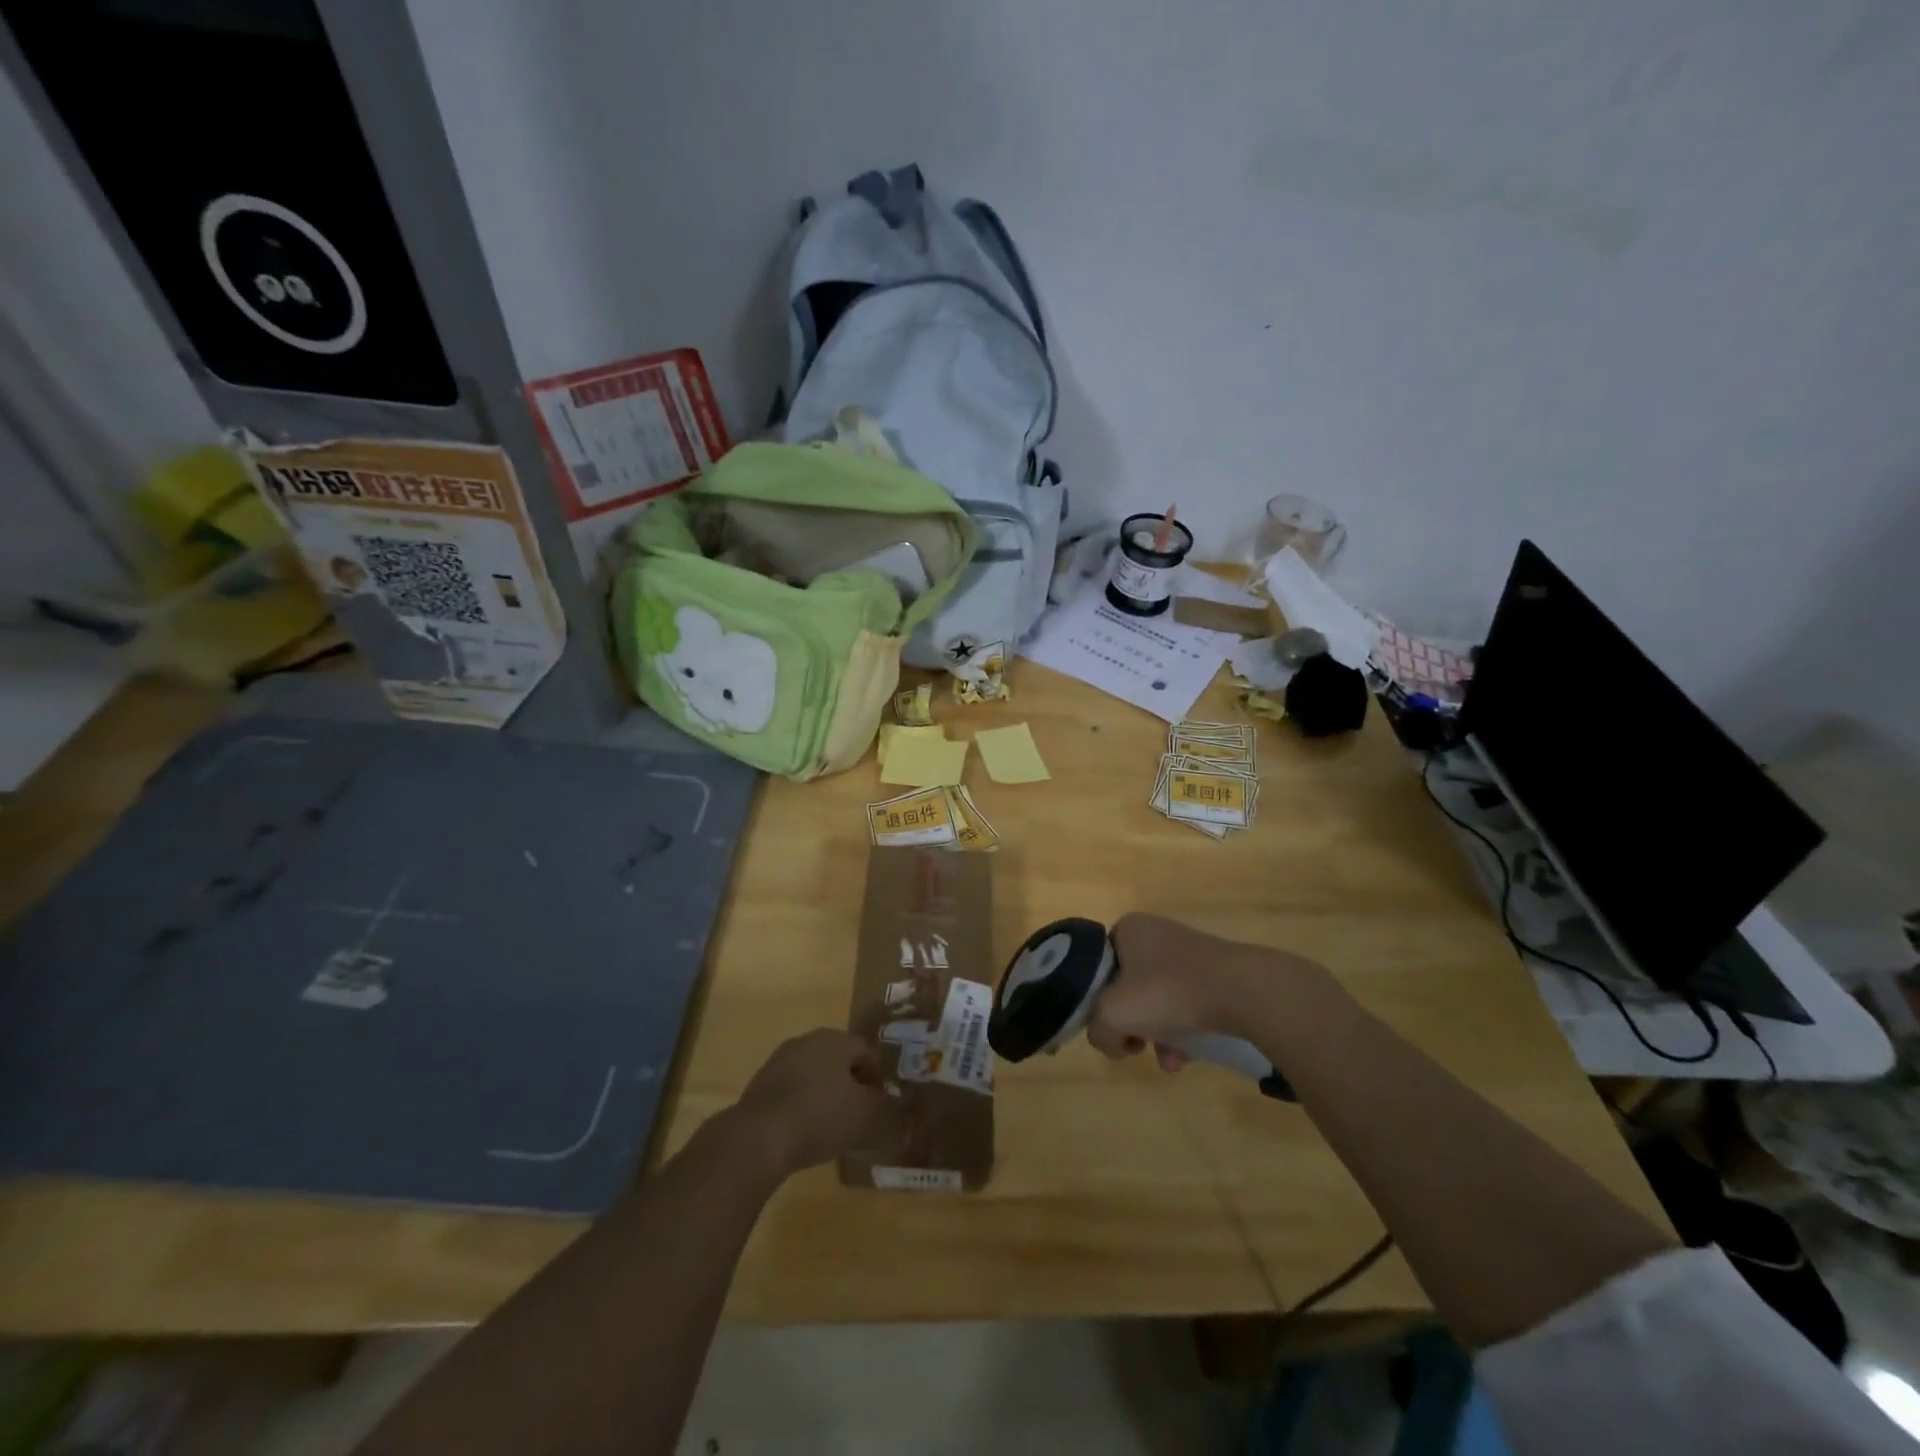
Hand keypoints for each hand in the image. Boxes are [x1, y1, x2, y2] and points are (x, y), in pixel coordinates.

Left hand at [729, 1029, 891, 1178]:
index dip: (877, 1076)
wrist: (759, 1137)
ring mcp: (780, 1060)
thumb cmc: (821, 1116)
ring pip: (814, 1073)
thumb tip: (894, 1106)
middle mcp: (807, 1040)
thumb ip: (884, 1107)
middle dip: (851, 1082)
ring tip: (832, 1123)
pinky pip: (792, 1088)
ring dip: (826, 1092)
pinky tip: (805, 1129)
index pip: (865, 1051)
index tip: (880, 1102)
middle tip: (859, 1111)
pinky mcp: (760, 1083)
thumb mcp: (865, 1115)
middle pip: (838, 1058)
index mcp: (835, 1039)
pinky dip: (803, 1103)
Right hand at [1088, 914, 1324, 1070]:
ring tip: (1169, 1060)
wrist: (1243, 990)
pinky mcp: (1214, 972)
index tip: (1110, 1026)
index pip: (1097, 967)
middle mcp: (1155, 933)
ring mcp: (1187, 952)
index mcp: (1127, 929)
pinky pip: (1186, 1003)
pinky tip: (1188, 1057)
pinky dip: (1182, 1030)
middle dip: (1132, 1024)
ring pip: (1158, 999)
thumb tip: (1111, 1040)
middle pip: (1127, 987)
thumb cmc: (1168, 992)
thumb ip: (1097, 1029)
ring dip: (1157, 1033)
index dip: (1097, 1001)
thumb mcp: (1112, 1014)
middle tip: (1137, 1046)